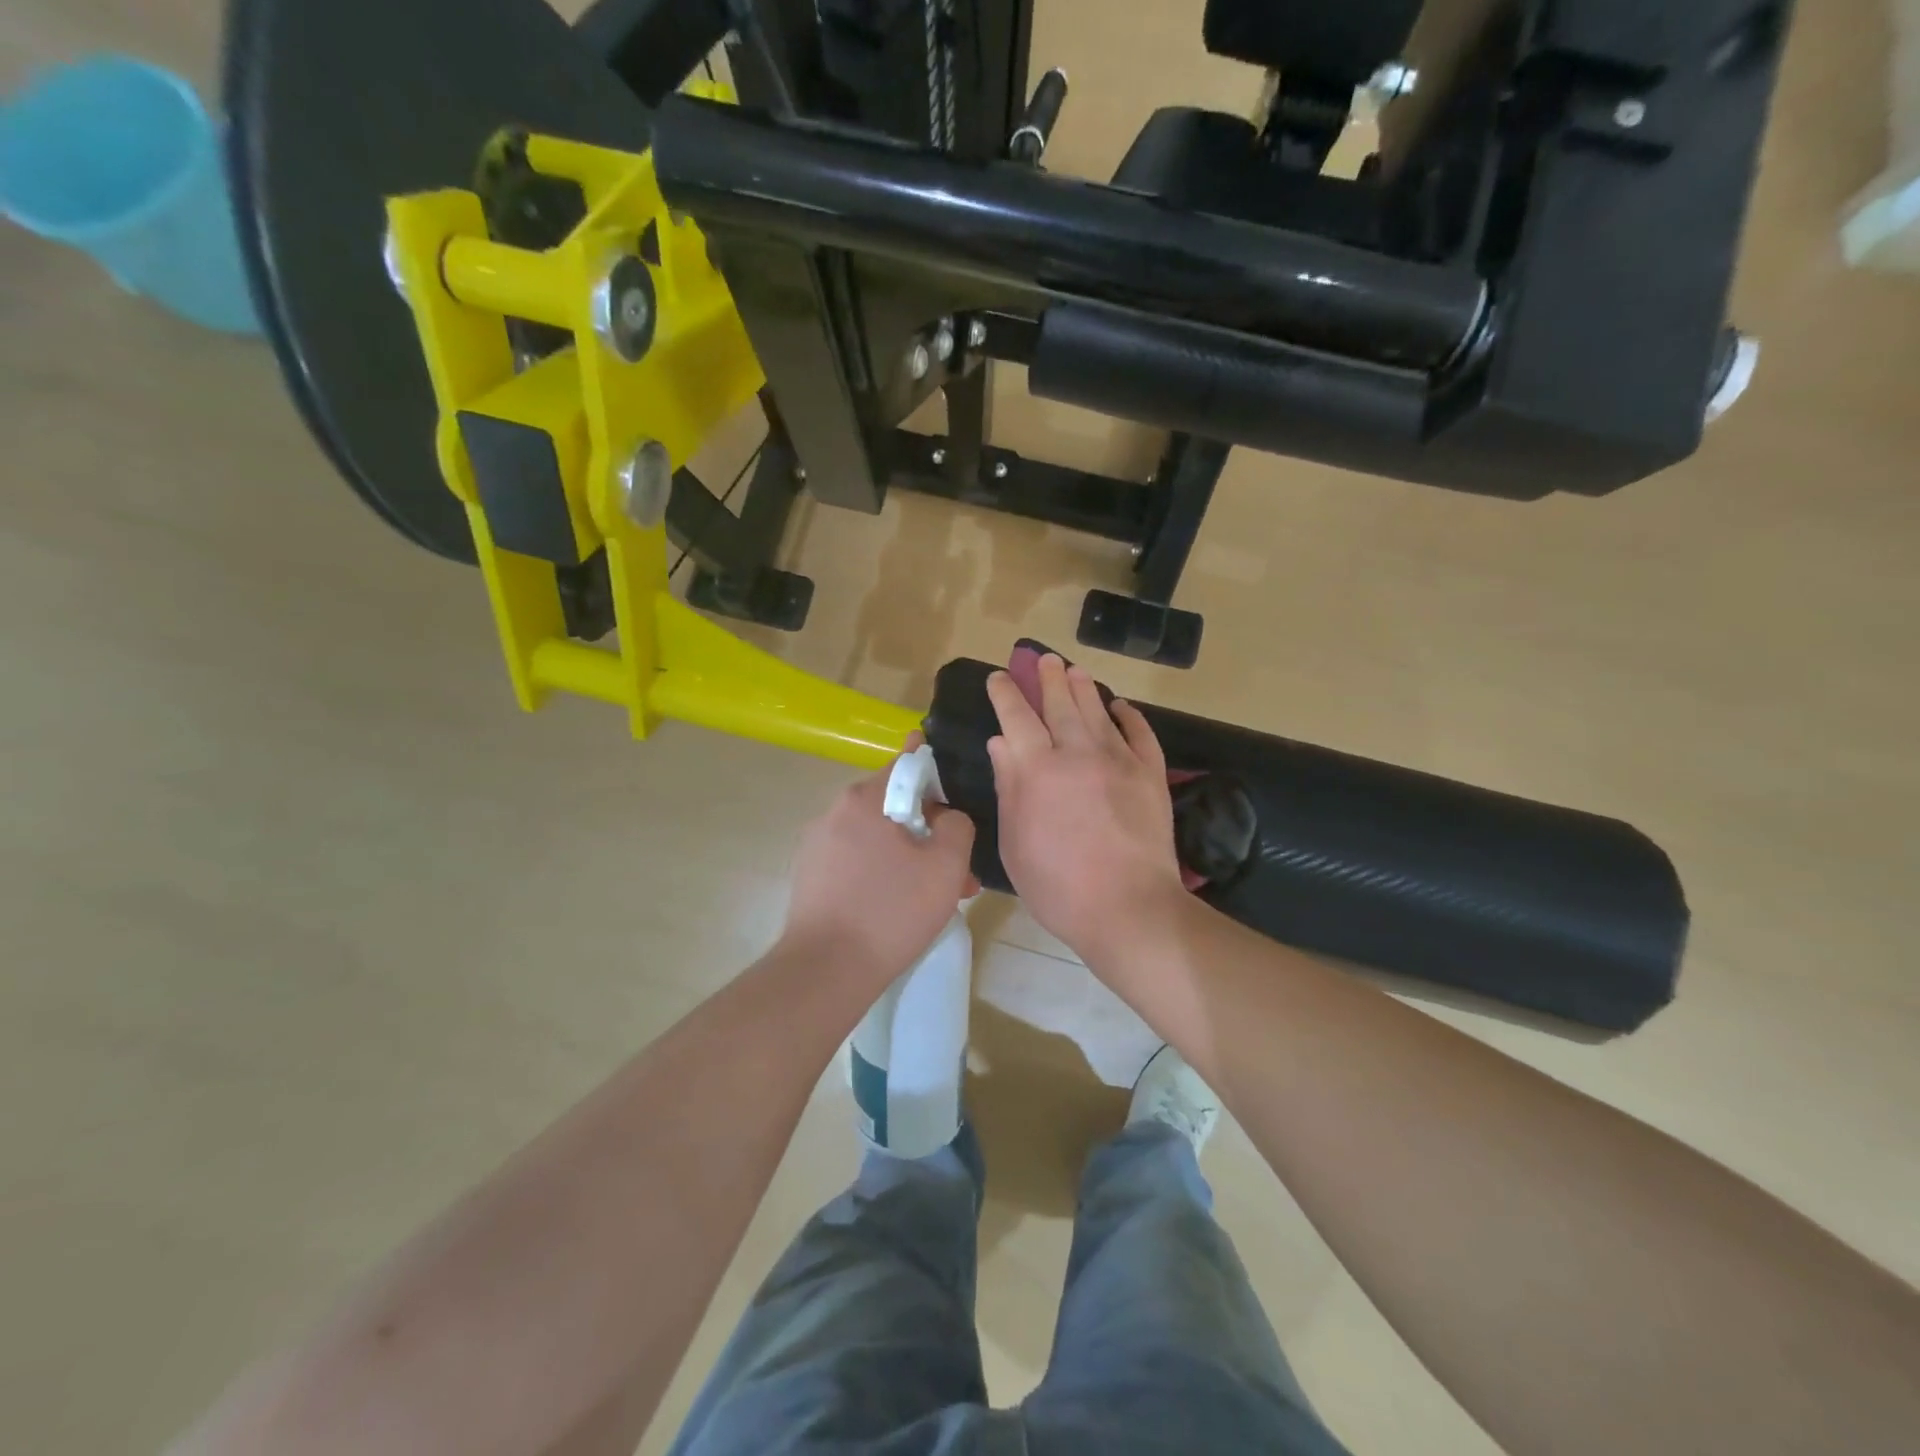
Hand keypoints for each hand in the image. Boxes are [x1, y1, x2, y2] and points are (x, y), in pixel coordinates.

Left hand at [782, 736, 977, 986]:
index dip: (936, 772)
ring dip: (910, 858)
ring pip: (877, 839)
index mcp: (864, 799)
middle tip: (958, 868)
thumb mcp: (945, 865)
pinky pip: (857, 862)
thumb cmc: (891, 911)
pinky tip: (901, 909)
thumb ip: (957, 826)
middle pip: (893, 807)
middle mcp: (834, 813)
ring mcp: (817, 846)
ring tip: (938, 897)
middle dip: (929, 832)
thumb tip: (948, 817)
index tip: (955, 790)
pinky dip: (883, 875)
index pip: (906, 764)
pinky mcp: (810, 878)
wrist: (825, 971)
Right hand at [987, 654, 1185, 961]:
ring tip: (1074, 669)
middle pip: (1060, 704)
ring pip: (1098, 711)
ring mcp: (1119, 760)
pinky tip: (1122, 706)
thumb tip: (1001, 742)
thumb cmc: (1058, 886)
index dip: (1006, 694)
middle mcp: (1078, 753)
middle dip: (1048, 678)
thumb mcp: (1014, 842)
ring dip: (1084, 688)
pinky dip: (1130, 716)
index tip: (999, 676)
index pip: (1017, 718)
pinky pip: (1139, 733)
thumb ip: (1008, 786)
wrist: (1128, 907)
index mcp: (1037, 769)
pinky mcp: (1150, 774)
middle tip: (1043, 658)